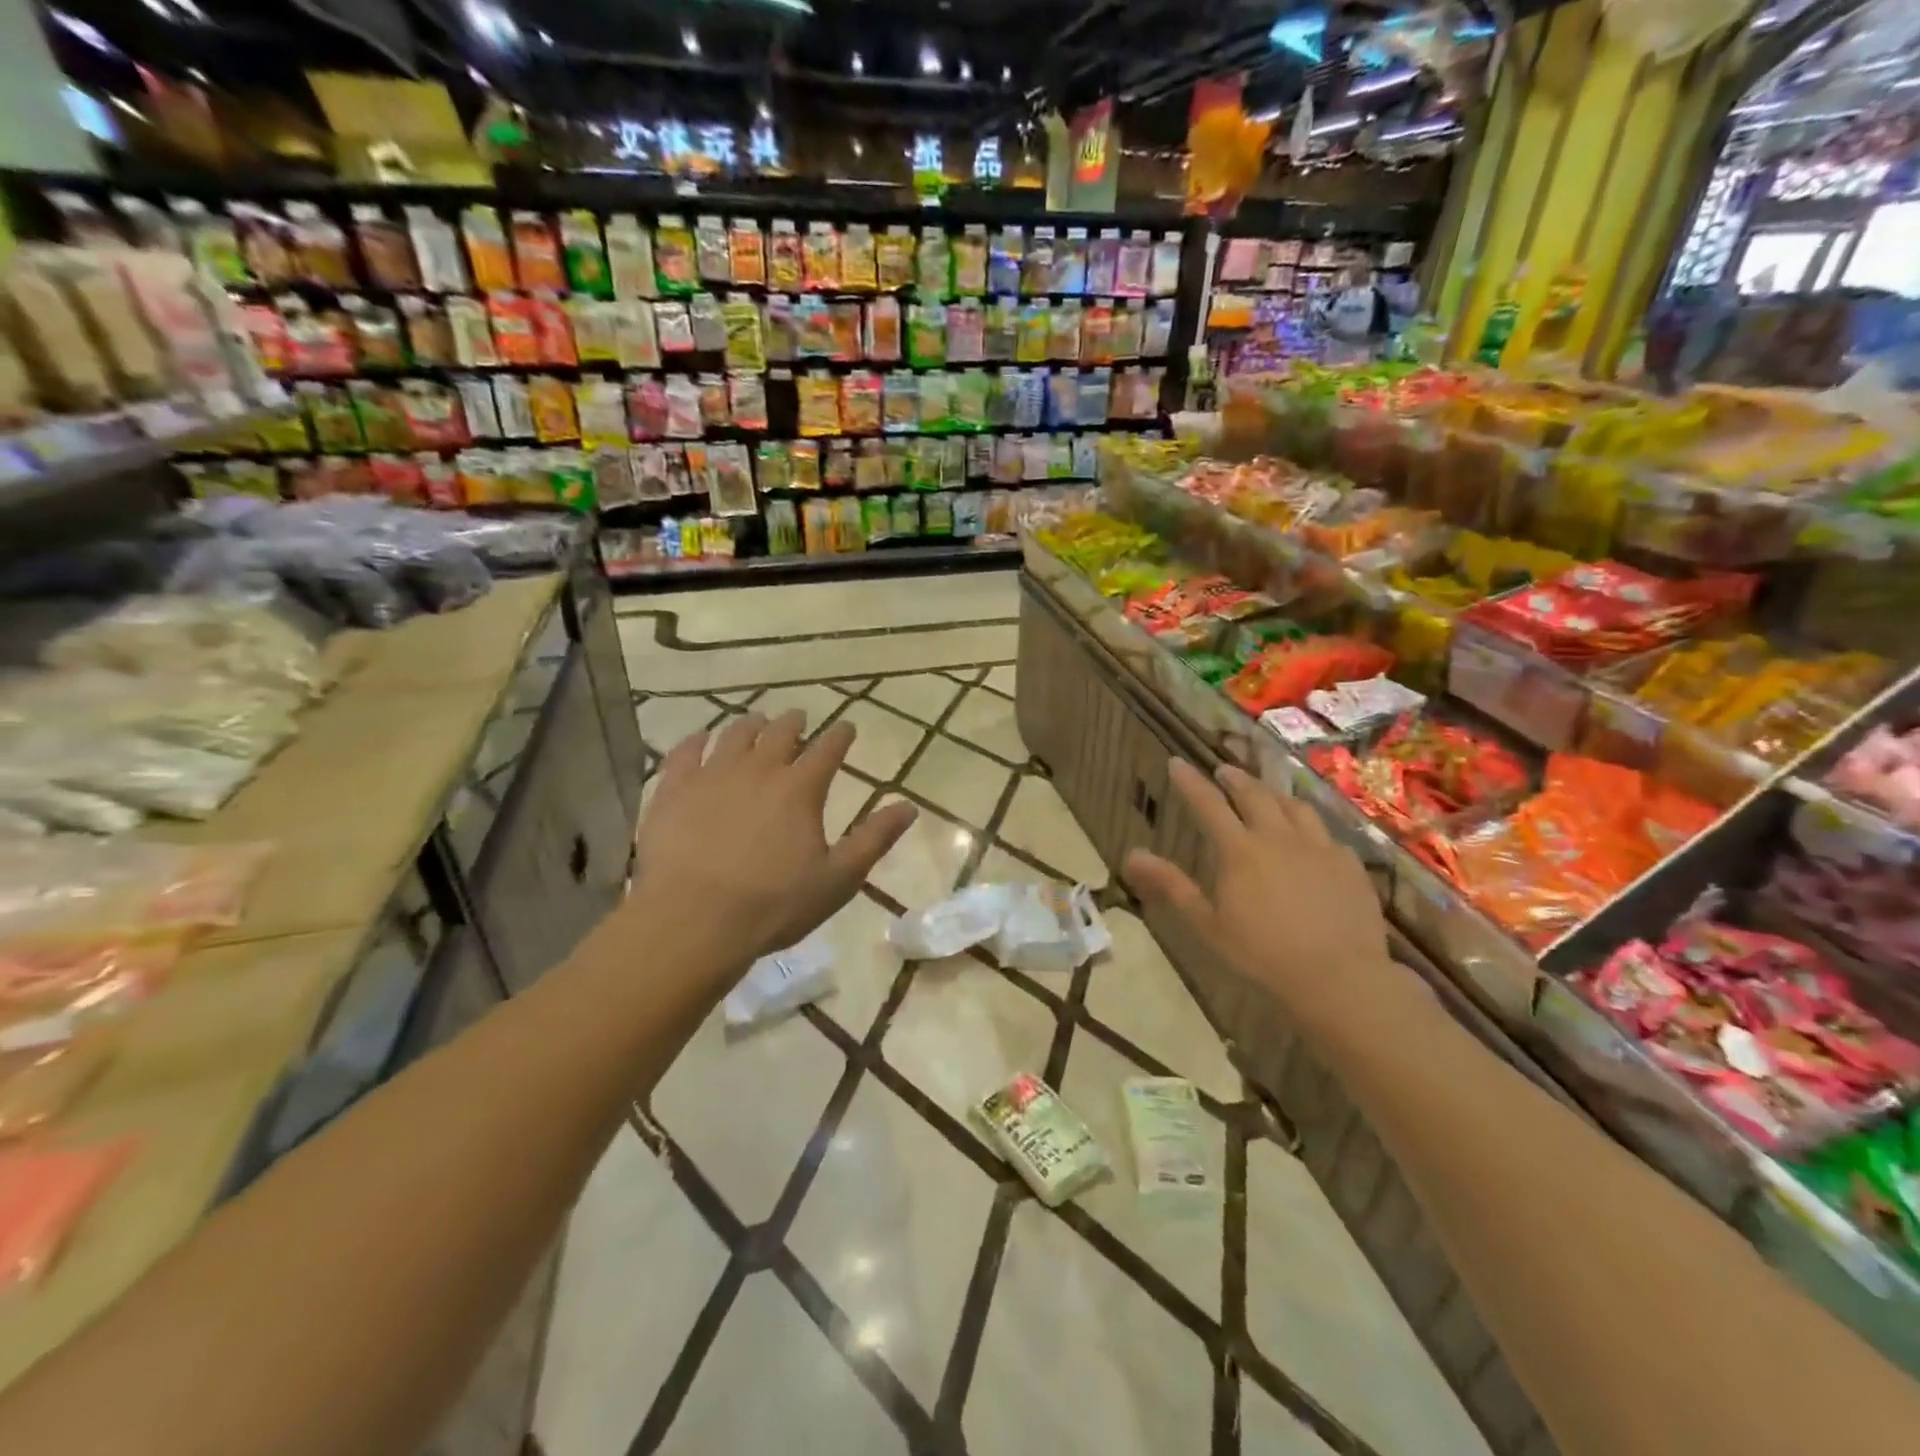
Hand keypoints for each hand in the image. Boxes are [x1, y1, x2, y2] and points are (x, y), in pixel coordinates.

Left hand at [632, 711, 915, 966]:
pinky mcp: (673, 789)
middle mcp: (758, 769)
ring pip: (735, 734)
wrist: (691, 921)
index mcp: (800, 789)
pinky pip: (684, 752)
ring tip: (757, 722)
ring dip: (751, 724)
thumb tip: (909, 806)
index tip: (847, 727)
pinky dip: (696, 740)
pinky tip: (700, 739)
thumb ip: (874, 839)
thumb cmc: (773, 905)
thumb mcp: (838, 878)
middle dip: (794, 722)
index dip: (841, 735)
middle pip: (780, 732)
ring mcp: (712, 775)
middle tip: (799, 719)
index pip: (828, 749)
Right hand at [1123, 761, 1389, 1024]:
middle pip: (1254, 795)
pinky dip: (1310, 827)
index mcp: (1240, 850)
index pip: (1208, 804)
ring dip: (1274, 794)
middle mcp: (1279, 837)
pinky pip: (1327, 834)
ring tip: (1267, 794)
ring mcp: (1319, 847)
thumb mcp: (1207, 924)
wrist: (1339, 977)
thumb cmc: (1262, 954)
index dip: (1190, 782)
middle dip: (1235, 779)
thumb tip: (1131, 855)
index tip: (1177, 762)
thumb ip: (1171, 885)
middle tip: (1224, 771)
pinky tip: (1311, 838)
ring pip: (1295, 806)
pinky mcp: (1349, 864)